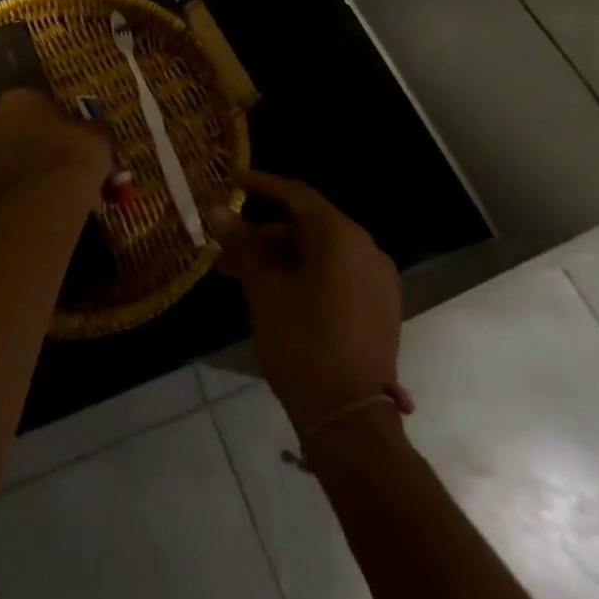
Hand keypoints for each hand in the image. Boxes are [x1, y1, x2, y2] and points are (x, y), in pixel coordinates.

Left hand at [0, 89, 112, 211]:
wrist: (42, 207)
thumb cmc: (71, 157)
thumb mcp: (98, 136)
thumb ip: (92, 129)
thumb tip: (93, 131)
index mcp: (18, 99)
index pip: (39, 103)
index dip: (60, 121)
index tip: (76, 139)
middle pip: (21, 131)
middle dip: (43, 147)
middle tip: (68, 166)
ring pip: (13, 162)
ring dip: (32, 172)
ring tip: (62, 193)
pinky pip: (8, 188)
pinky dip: (24, 196)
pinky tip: (48, 209)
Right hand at [211, 170, 410, 433]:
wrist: (349, 418)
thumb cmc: (301, 343)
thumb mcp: (263, 289)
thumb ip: (242, 244)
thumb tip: (216, 210)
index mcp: (341, 236)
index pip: (296, 194)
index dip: (262, 185)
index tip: (233, 181)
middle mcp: (367, 248)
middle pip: (308, 226)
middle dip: (266, 236)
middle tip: (229, 252)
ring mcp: (379, 280)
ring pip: (322, 253)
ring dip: (284, 258)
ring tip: (246, 278)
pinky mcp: (382, 307)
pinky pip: (339, 274)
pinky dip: (308, 274)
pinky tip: (278, 294)